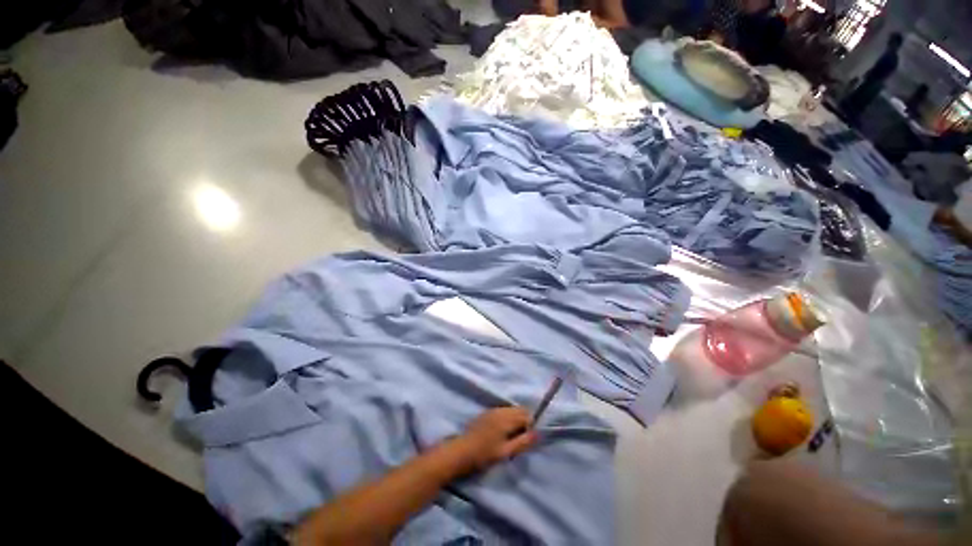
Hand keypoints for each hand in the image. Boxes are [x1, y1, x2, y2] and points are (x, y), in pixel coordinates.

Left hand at [454, 407, 538, 471]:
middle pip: (519, 410)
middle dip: (524, 421)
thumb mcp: (506, 452)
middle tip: (520, 439)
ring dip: (515, 420)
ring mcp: (493, 410)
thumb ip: (523, 442)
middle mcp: (501, 409)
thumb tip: (538, 433)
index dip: (531, 426)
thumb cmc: (484, 454)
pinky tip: (502, 432)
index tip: (527, 439)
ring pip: (511, 410)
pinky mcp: (487, 413)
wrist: (461, 451)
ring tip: (511, 437)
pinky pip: (503, 411)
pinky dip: (507, 418)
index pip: (527, 414)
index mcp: (507, 417)